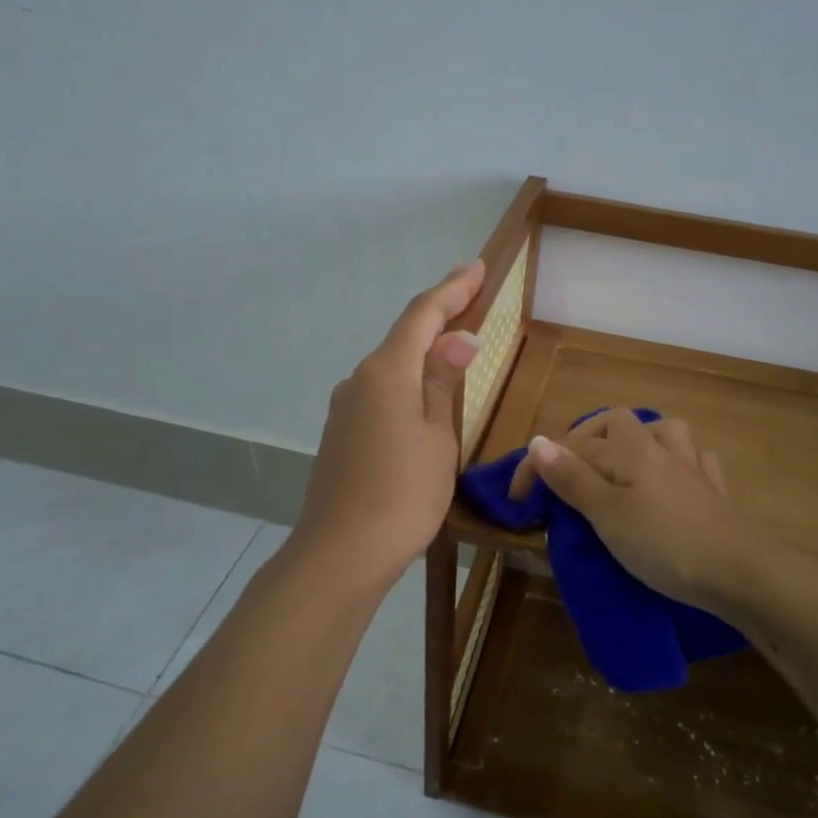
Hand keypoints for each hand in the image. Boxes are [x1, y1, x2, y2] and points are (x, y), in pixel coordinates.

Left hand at [292, 260, 486, 584]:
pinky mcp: (341, 433)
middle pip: (403, 337)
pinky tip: (423, 397)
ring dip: (422, 352)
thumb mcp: (438, 435)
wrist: (342, 551)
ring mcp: (345, 407)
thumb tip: (456, 338)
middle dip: (438, 315)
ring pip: (391, 367)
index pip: (422, 314)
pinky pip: (380, 393)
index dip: (451, 289)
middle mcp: (359, 379)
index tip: (475, 266)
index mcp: (387, 371)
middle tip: (470, 296)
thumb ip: (444, 382)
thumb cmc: (404, 491)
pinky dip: (407, 383)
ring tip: (453, 346)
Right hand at [509, 408, 758, 614]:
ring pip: (664, 432)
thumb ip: (571, 478)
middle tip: (570, 474)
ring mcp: (693, 467)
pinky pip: (696, 461)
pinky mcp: (715, 492)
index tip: (517, 501)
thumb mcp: (606, 514)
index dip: (538, 467)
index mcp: (628, 449)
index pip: (570, 447)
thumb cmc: (663, 543)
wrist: (740, 572)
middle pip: (618, 423)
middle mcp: (660, 447)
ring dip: (640, 440)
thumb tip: (537, 441)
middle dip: (588, 440)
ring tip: (623, 466)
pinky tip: (675, 478)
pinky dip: (680, 462)